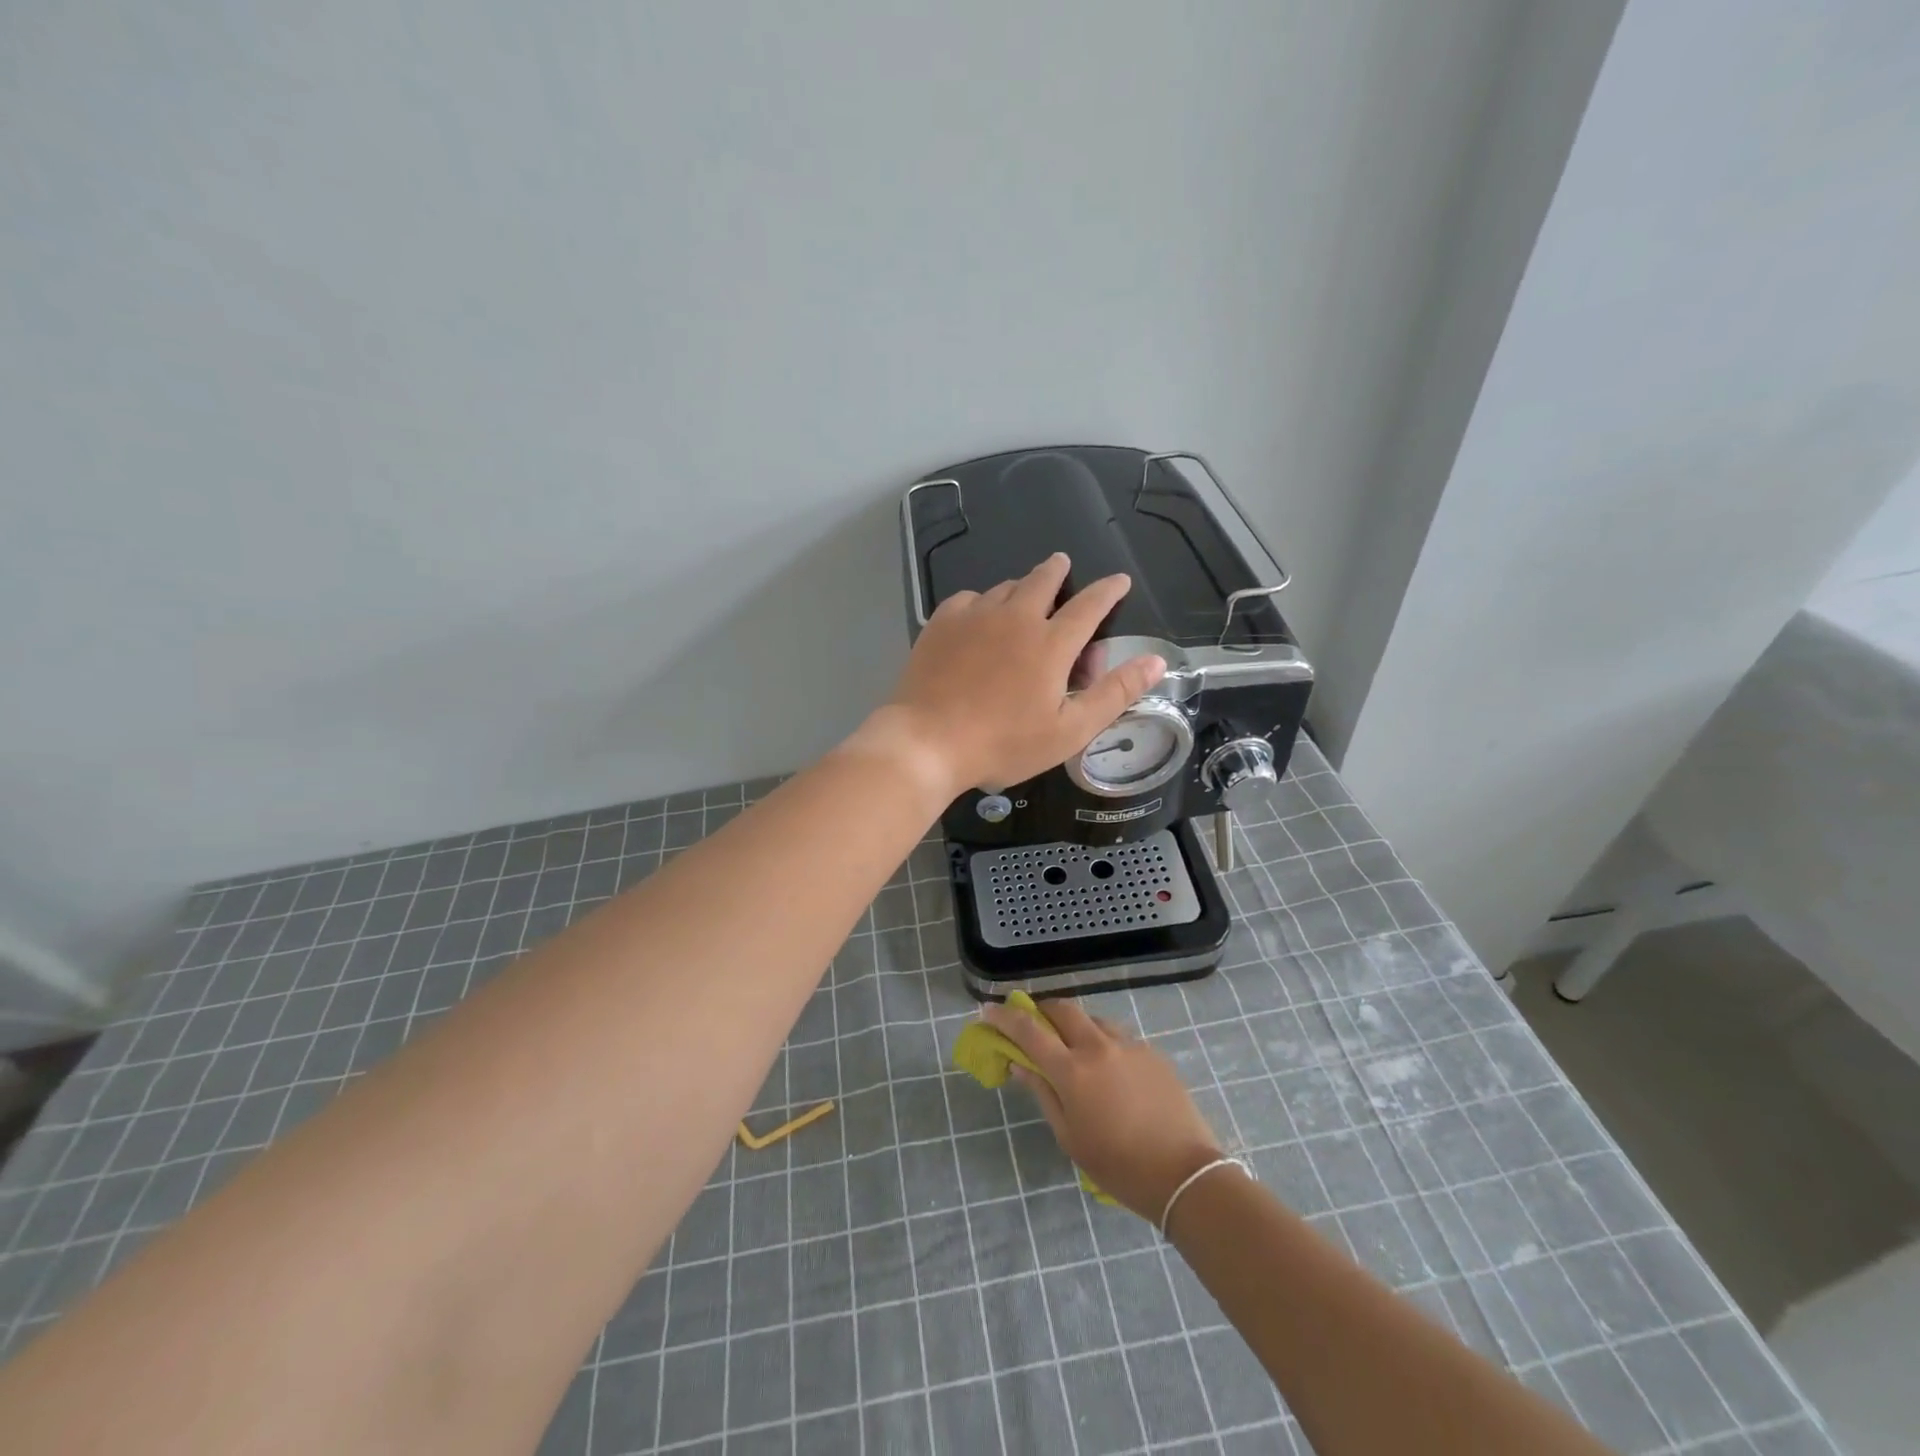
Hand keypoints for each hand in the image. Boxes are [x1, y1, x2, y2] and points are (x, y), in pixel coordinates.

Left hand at [872, 553, 1166, 796]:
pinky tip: (978, 618)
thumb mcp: (1070, 730)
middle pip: (1043, 580)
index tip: (1119, 581)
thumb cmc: (1003, 743)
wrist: (927, 742)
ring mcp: (975, 616)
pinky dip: (982, 603)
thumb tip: (1156, 661)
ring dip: (1020, 588)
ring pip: (1005, 587)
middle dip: (1058, 570)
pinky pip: (969, 599)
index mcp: (1051, 643)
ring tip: (1022, 600)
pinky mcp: (941, 623)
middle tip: (1062, 565)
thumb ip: (1115, 692)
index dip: (1109, 591)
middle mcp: (1016, 617)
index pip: (1090, 605)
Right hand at [983, 997, 1223, 1220]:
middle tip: (1033, 1022)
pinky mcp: (1151, 1051)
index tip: (988, 1010)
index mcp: (1072, 1070)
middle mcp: (1098, 1046)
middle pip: (1062, 1008)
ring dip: (1074, 1025)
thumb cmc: (1118, 1165)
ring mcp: (1128, 1044)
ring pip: (1092, 1019)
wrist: (1185, 1173)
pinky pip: (1117, 1036)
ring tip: (1073, 1049)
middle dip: (1042, 1009)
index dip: (1005, 1017)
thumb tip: (1019, 1064)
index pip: (1029, 1031)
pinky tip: (1108, 1069)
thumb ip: (1042, 1094)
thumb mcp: (1070, 1137)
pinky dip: (1102, 1042)